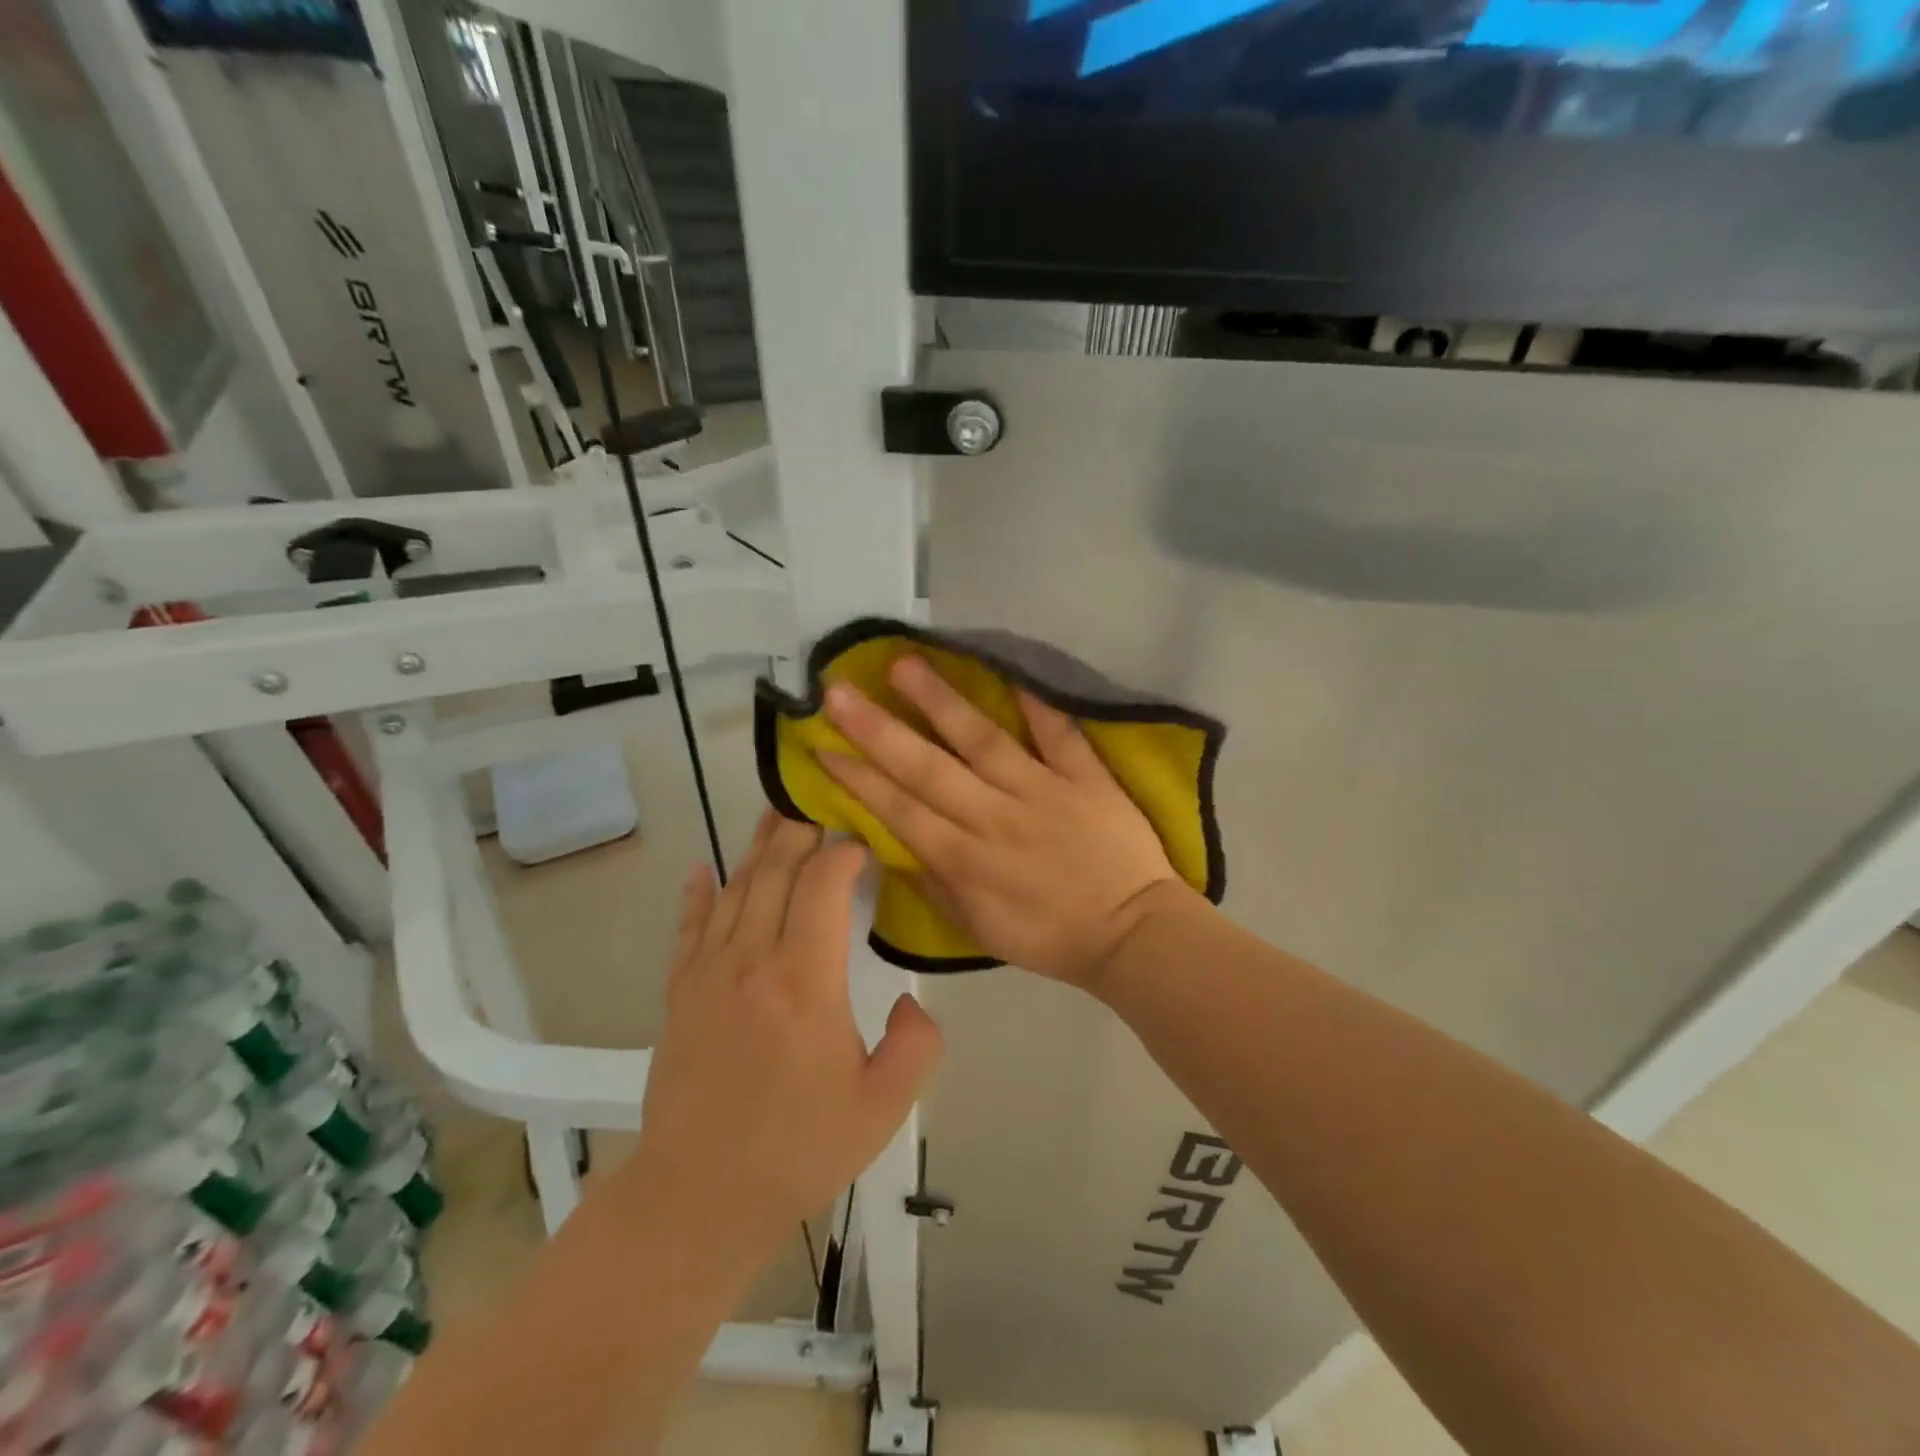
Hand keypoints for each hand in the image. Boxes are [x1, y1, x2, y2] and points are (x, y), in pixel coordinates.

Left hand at [630, 812, 943, 1250]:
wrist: (698, 1198)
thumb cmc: (797, 1150)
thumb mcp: (883, 1108)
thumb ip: (917, 1044)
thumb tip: (910, 998)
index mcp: (805, 979)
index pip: (823, 884)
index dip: (845, 852)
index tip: (867, 845)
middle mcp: (752, 959)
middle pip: (775, 871)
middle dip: (802, 831)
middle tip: (823, 807)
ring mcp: (709, 973)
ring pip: (734, 889)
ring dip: (758, 848)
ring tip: (776, 816)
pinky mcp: (680, 994)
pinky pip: (688, 928)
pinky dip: (697, 895)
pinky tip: (701, 870)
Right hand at [819, 654, 1193, 989]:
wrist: (1132, 933)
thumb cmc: (1049, 936)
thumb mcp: (977, 929)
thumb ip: (932, 884)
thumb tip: (892, 843)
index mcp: (965, 861)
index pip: (899, 811)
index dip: (857, 778)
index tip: (821, 744)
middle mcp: (995, 818)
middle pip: (928, 769)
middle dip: (878, 730)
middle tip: (838, 692)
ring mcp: (1042, 792)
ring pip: (983, 741)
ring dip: (941, 703)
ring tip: (903, 665)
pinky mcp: (1085, 778)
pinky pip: (1059, 735)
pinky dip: (1036, 704)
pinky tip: (1007, 670)